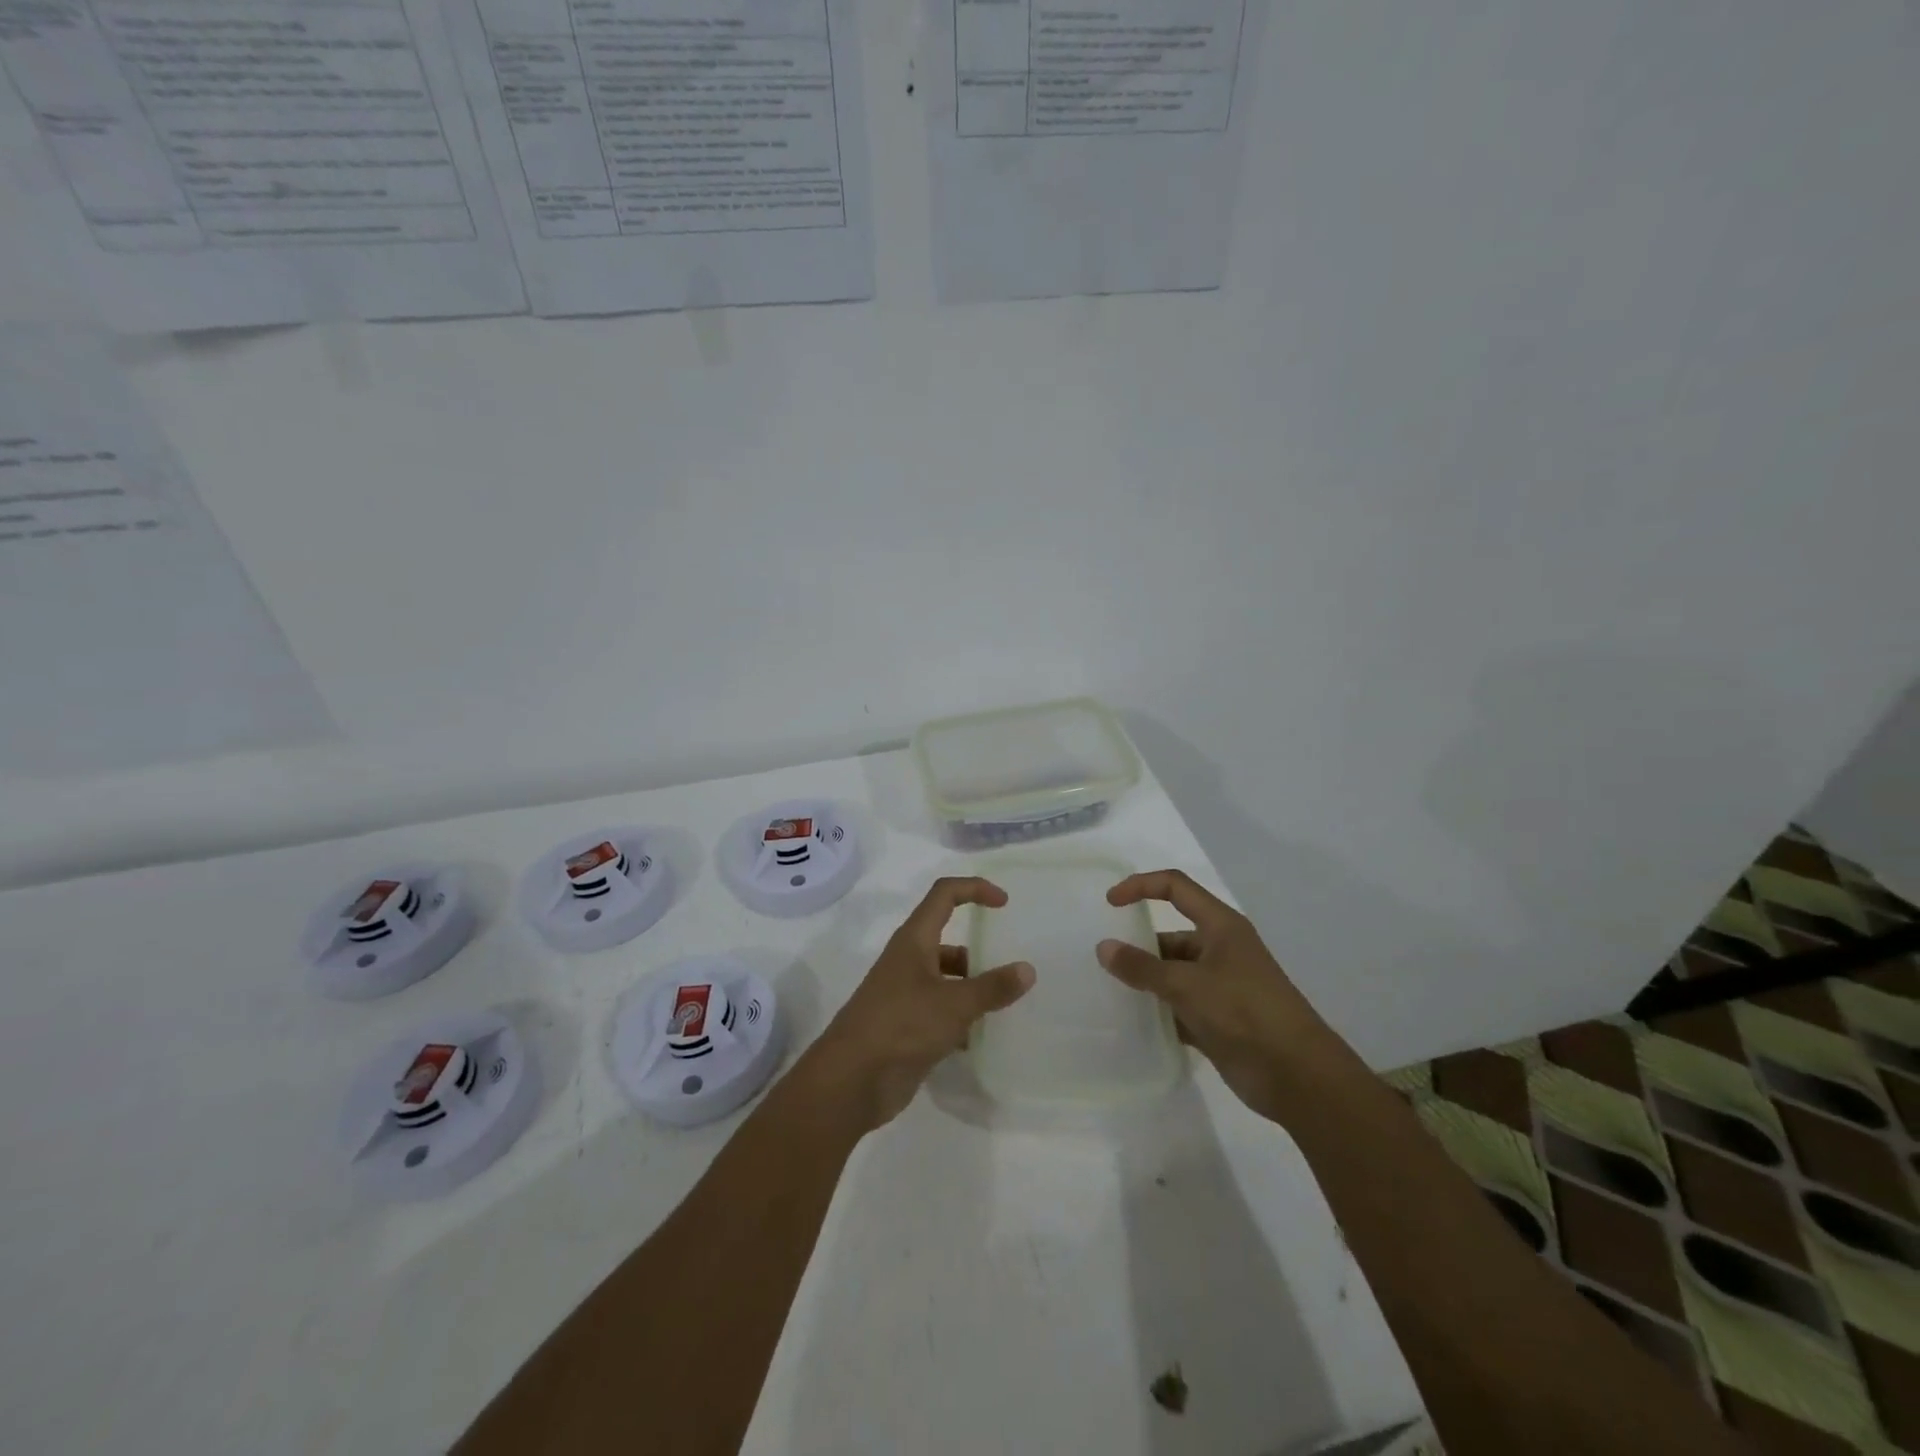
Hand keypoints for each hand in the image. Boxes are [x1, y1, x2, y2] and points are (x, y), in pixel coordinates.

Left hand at [808, 877, 1034, 1130]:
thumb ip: (993, 987)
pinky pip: (940, 1011)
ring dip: (972, 988)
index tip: (1004, 904)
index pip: (945, 895)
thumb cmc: (901, 1026)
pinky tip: (980, 1038)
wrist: (851, 1081)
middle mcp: (908, 960)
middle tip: (1010, 969)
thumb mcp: (954, 1004)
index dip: (974, 889)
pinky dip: (960, 1018)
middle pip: (948, 939)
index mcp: (914, 940)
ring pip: (946, 978)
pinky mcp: (905, 1026)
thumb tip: (1028, 969)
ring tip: (1003, 1007)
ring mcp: (905, 994)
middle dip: (978, 951)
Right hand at [1098, 869, 1335, 1121]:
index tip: (1110, 904)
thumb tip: (1103, 948)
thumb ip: (1142, 967)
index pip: (1175, 887)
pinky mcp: (1219, 1019)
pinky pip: (1179, 1006)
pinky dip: (1159, 1011)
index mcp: (1220, 926)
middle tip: (1104, 962)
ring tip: (1110, 992)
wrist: (1297, 1076)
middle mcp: (1221, 949)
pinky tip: (1133, 1022)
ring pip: (1173, 973)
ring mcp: (1221, 986)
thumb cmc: (1243, 1012)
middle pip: (1171, 934)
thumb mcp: (1186, 984)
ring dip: (1147, 981)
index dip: (1141, 886)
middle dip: (1139, 945)